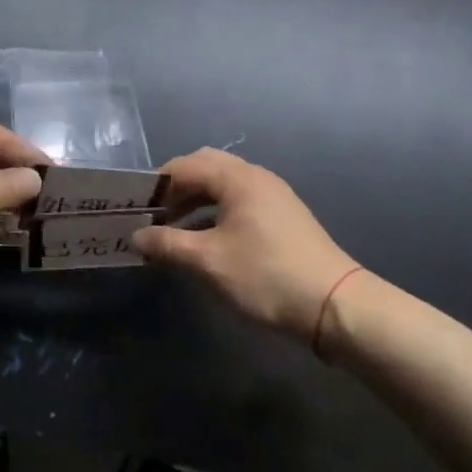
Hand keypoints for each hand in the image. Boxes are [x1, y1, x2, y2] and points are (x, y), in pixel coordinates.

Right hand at [133, 148, 356, 341]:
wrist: (335, 305)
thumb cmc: (265, 276)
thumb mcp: (208, 262)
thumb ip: (168, 244)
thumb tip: (137, 235)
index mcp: (237, 178)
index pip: (185, 166)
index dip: (157, 185)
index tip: (135, 209)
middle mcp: (256, 177)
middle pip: (205, 168)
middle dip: (176, 189)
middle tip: (155, 216)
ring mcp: (273, 196)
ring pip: (223, 186)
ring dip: (195, 202)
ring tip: (174, 232)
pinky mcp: (283, 217)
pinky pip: (239, 202)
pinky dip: (215, 214)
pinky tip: (205, 242)